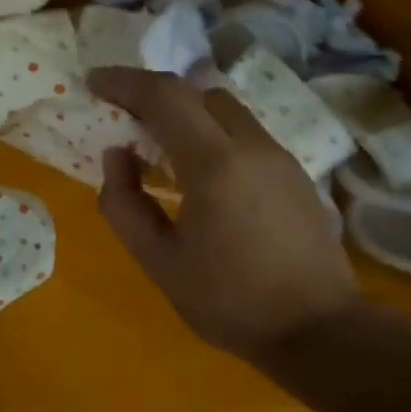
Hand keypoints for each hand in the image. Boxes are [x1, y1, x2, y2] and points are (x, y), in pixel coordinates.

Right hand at [89, 67, 354, 358]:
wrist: (317, 329)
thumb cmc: (229, 301)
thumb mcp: (159, 262)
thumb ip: (125, 205)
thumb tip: (117, 156)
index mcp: (215, 164)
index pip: (166, 96)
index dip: (125, 82)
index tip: (94, 83)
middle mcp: (253, 146)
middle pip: (200, 93)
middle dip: (157, 96)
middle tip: (125, 119)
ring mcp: (281, 158)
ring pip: (228, 112)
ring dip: (188, 116)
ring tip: (160, 149)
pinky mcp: (297, 176)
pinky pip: (247, 136)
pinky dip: (214, 136)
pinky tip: (202, 176)